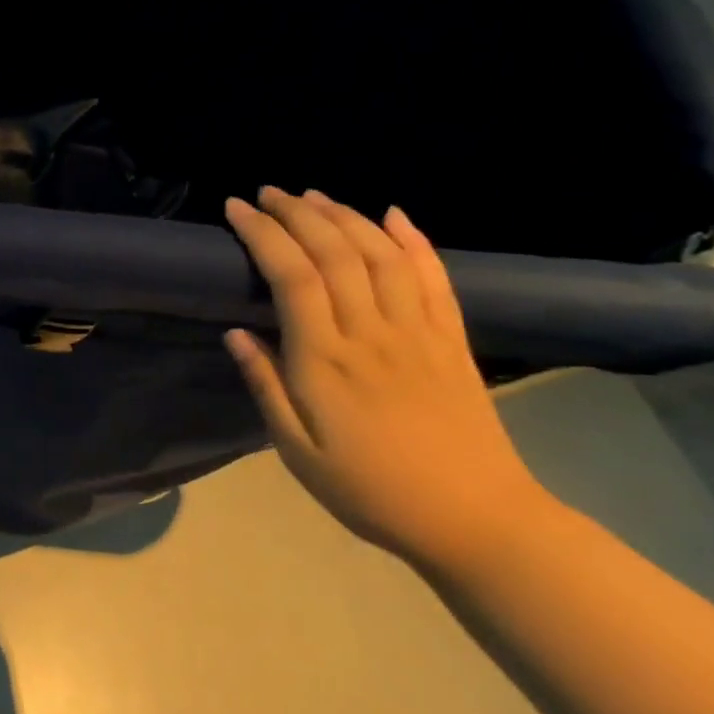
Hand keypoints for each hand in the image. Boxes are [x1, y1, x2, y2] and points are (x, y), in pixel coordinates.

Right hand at [223, 186, 556, 570]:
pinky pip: (436, 278)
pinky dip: (414, 240)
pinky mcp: (454, 341)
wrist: (478, 521)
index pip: (293, 276)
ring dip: (346, 216)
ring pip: (381, 255)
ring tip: (313, 196)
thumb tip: (234, 333)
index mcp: (327, 361)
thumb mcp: (298, 452)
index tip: (236, 208)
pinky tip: (394, 215)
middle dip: (297, 214)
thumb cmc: (371, 491)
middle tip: (268, 192)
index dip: (263, 234)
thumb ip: (266, 387)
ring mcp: (420, 333)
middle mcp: (373, 334)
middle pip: (335, 253)